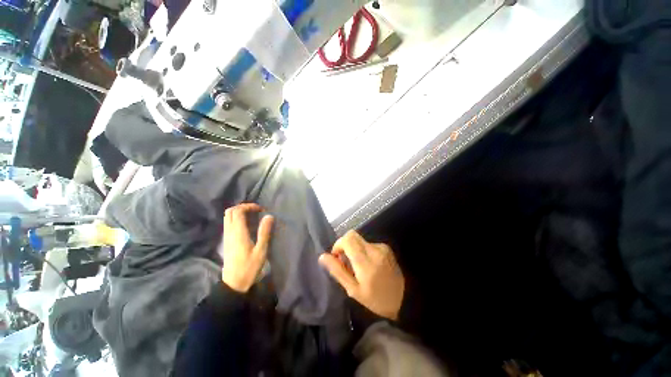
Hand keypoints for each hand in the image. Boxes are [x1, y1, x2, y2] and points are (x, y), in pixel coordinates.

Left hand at [221, 203, 273, 292]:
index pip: (238, 211)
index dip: (249, 206)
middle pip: (230, 211)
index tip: (261, 210)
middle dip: (242, 207)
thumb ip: (264, 232)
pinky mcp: (226, 241)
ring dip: (239, 212)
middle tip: (255, 210)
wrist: (234, 284)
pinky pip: (228, 223)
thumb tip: (269, 216)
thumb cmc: (249, 267)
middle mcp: (229, 232)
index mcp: (238, 233)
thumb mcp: (261, 250)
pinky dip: (236, 219)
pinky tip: (247, 225)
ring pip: (227, 217)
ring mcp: (226, 237)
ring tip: (252, 216)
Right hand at [319, 230, 404, 319]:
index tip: (337, 257)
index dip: (338, 244)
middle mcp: (374, 250)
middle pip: (353, 235)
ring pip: (360, 239)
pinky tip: (369, 264)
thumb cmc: (376, 299)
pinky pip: (368, 243)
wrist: (404, 300)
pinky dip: (363, 250)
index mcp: (365, 262)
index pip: (348, 239)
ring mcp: (382, 247)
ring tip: (359, 266)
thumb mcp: (353, 290)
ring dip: (354, 249)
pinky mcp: (386, 248)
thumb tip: (323, 256)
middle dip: (345, 245)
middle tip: (346, 261)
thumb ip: (337, 271)